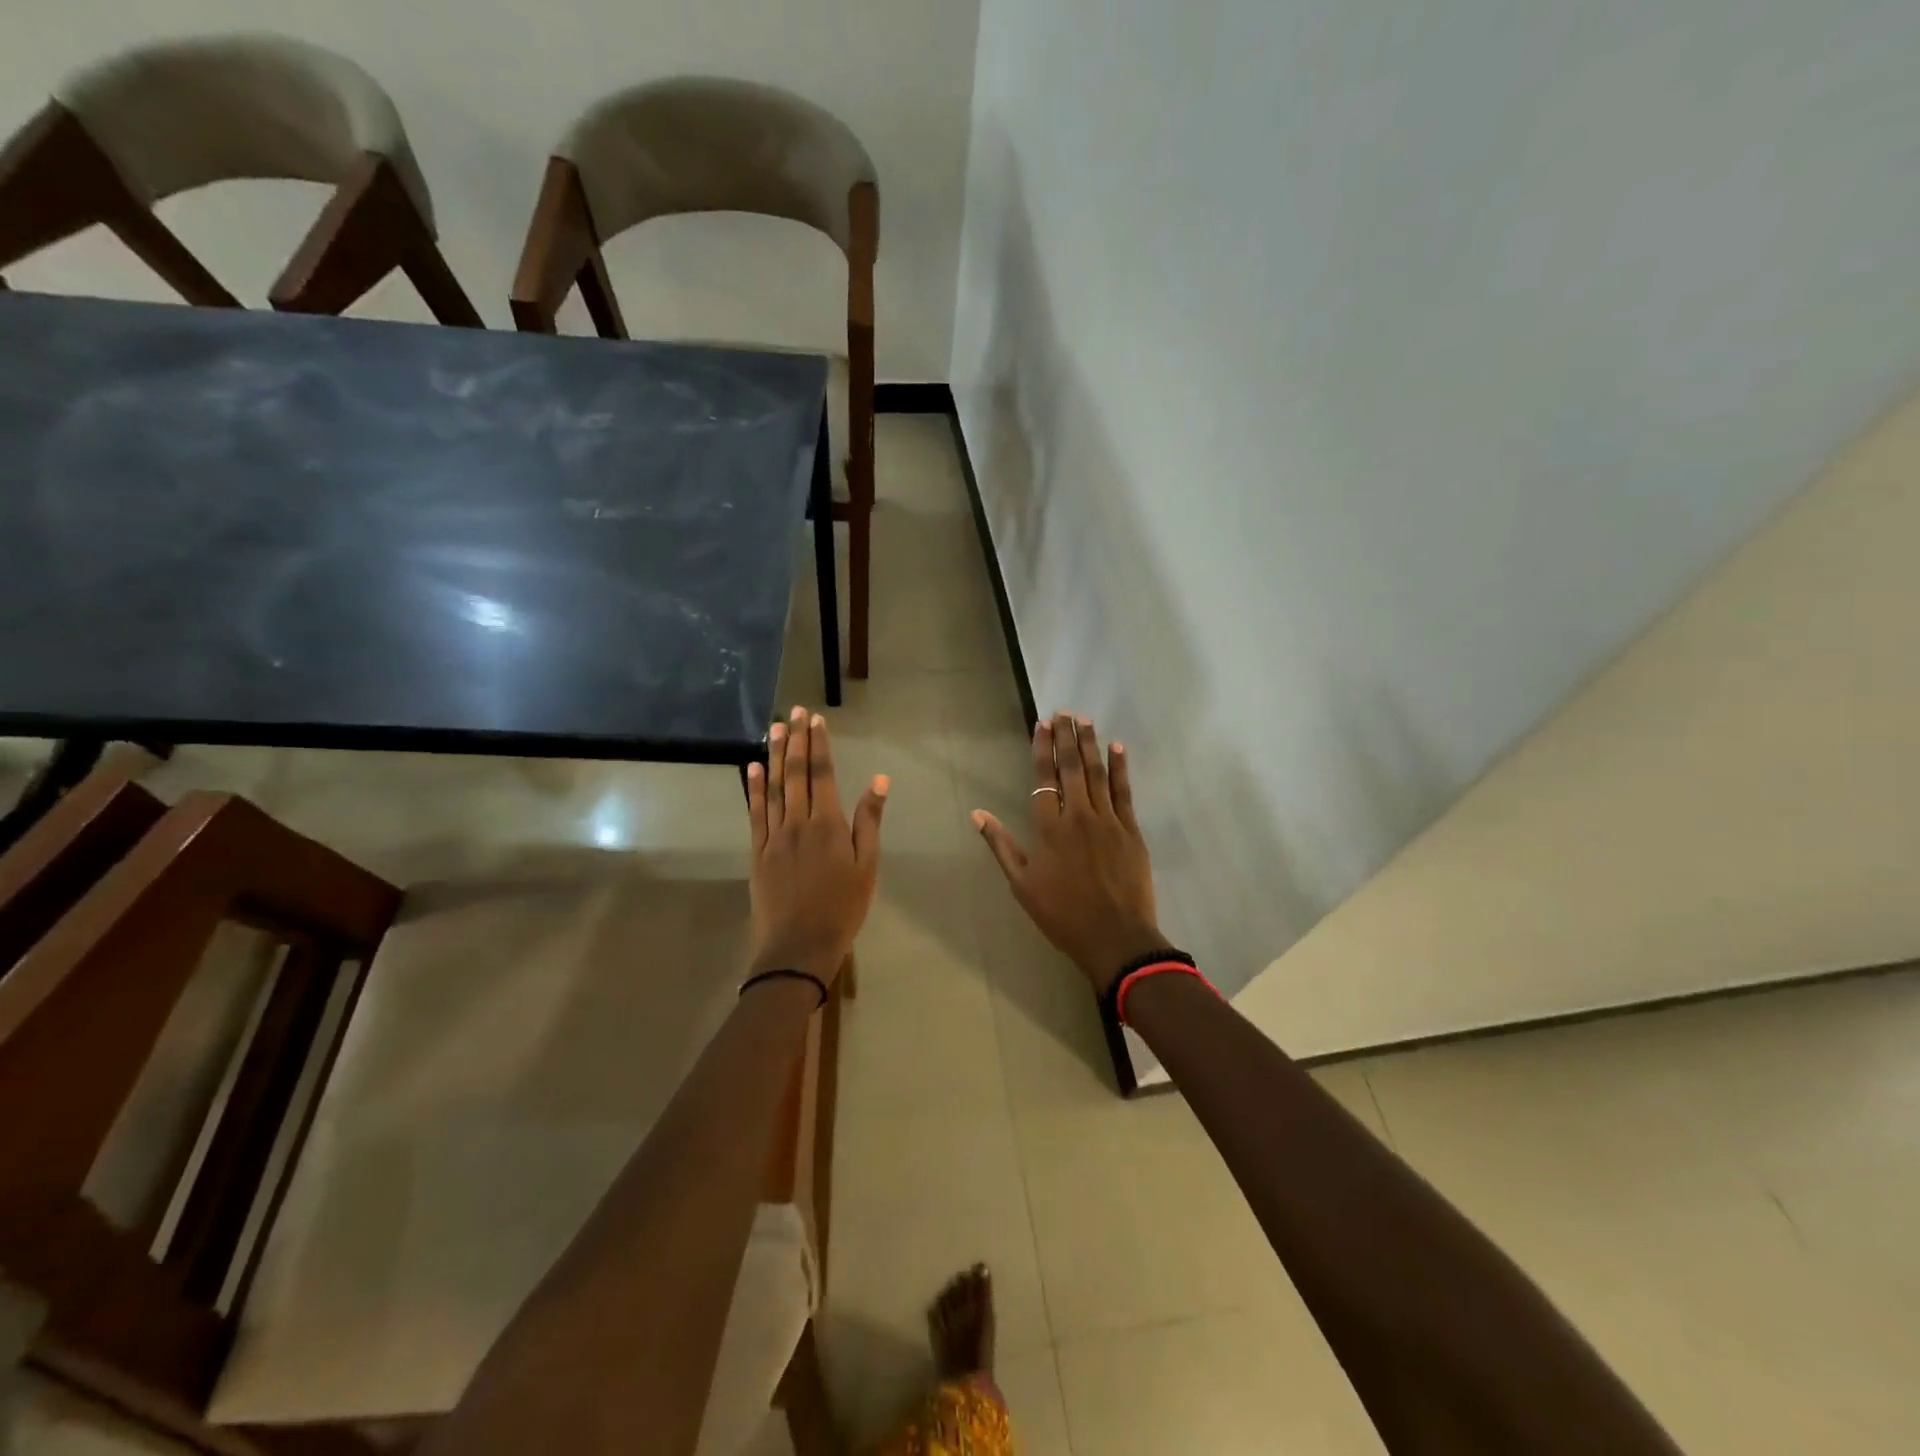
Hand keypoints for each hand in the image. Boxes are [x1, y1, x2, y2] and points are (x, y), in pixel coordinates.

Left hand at [746, 706, 886, 986]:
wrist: (798, 948)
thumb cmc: (842, 909)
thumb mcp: (867, 868)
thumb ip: (869, 822)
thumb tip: (878, 781)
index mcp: (828, 826)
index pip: (823, 775)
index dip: (820, 745)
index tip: (815, 720)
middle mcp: (798, 823)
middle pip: (797, 774)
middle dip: (797, 741)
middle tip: (794, 712)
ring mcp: (774, 837)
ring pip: (774, 788)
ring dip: (776, 756)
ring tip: (775, 728)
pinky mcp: (758, 852)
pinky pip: (755, 813)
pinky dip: (754, 788)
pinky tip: (754, 768)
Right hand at [972, 713, 1166, 996]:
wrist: (1114, 938)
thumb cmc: (1061, 914)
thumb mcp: (1022, 884)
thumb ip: (1001, 845)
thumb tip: (978, 814)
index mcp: (1048, 828)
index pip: (1043, 778)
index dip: (1042, 749)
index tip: (1042, 725)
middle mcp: (1077, 815)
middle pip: (1070, 768)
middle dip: (1066, 737)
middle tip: (1064, 712)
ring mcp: (1107, 820)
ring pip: (1097, 773)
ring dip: (1090, 745)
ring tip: (1085, 721)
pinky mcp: (1131, 830)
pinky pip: (1124, 791)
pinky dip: (1120, 768)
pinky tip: (1117, 748)